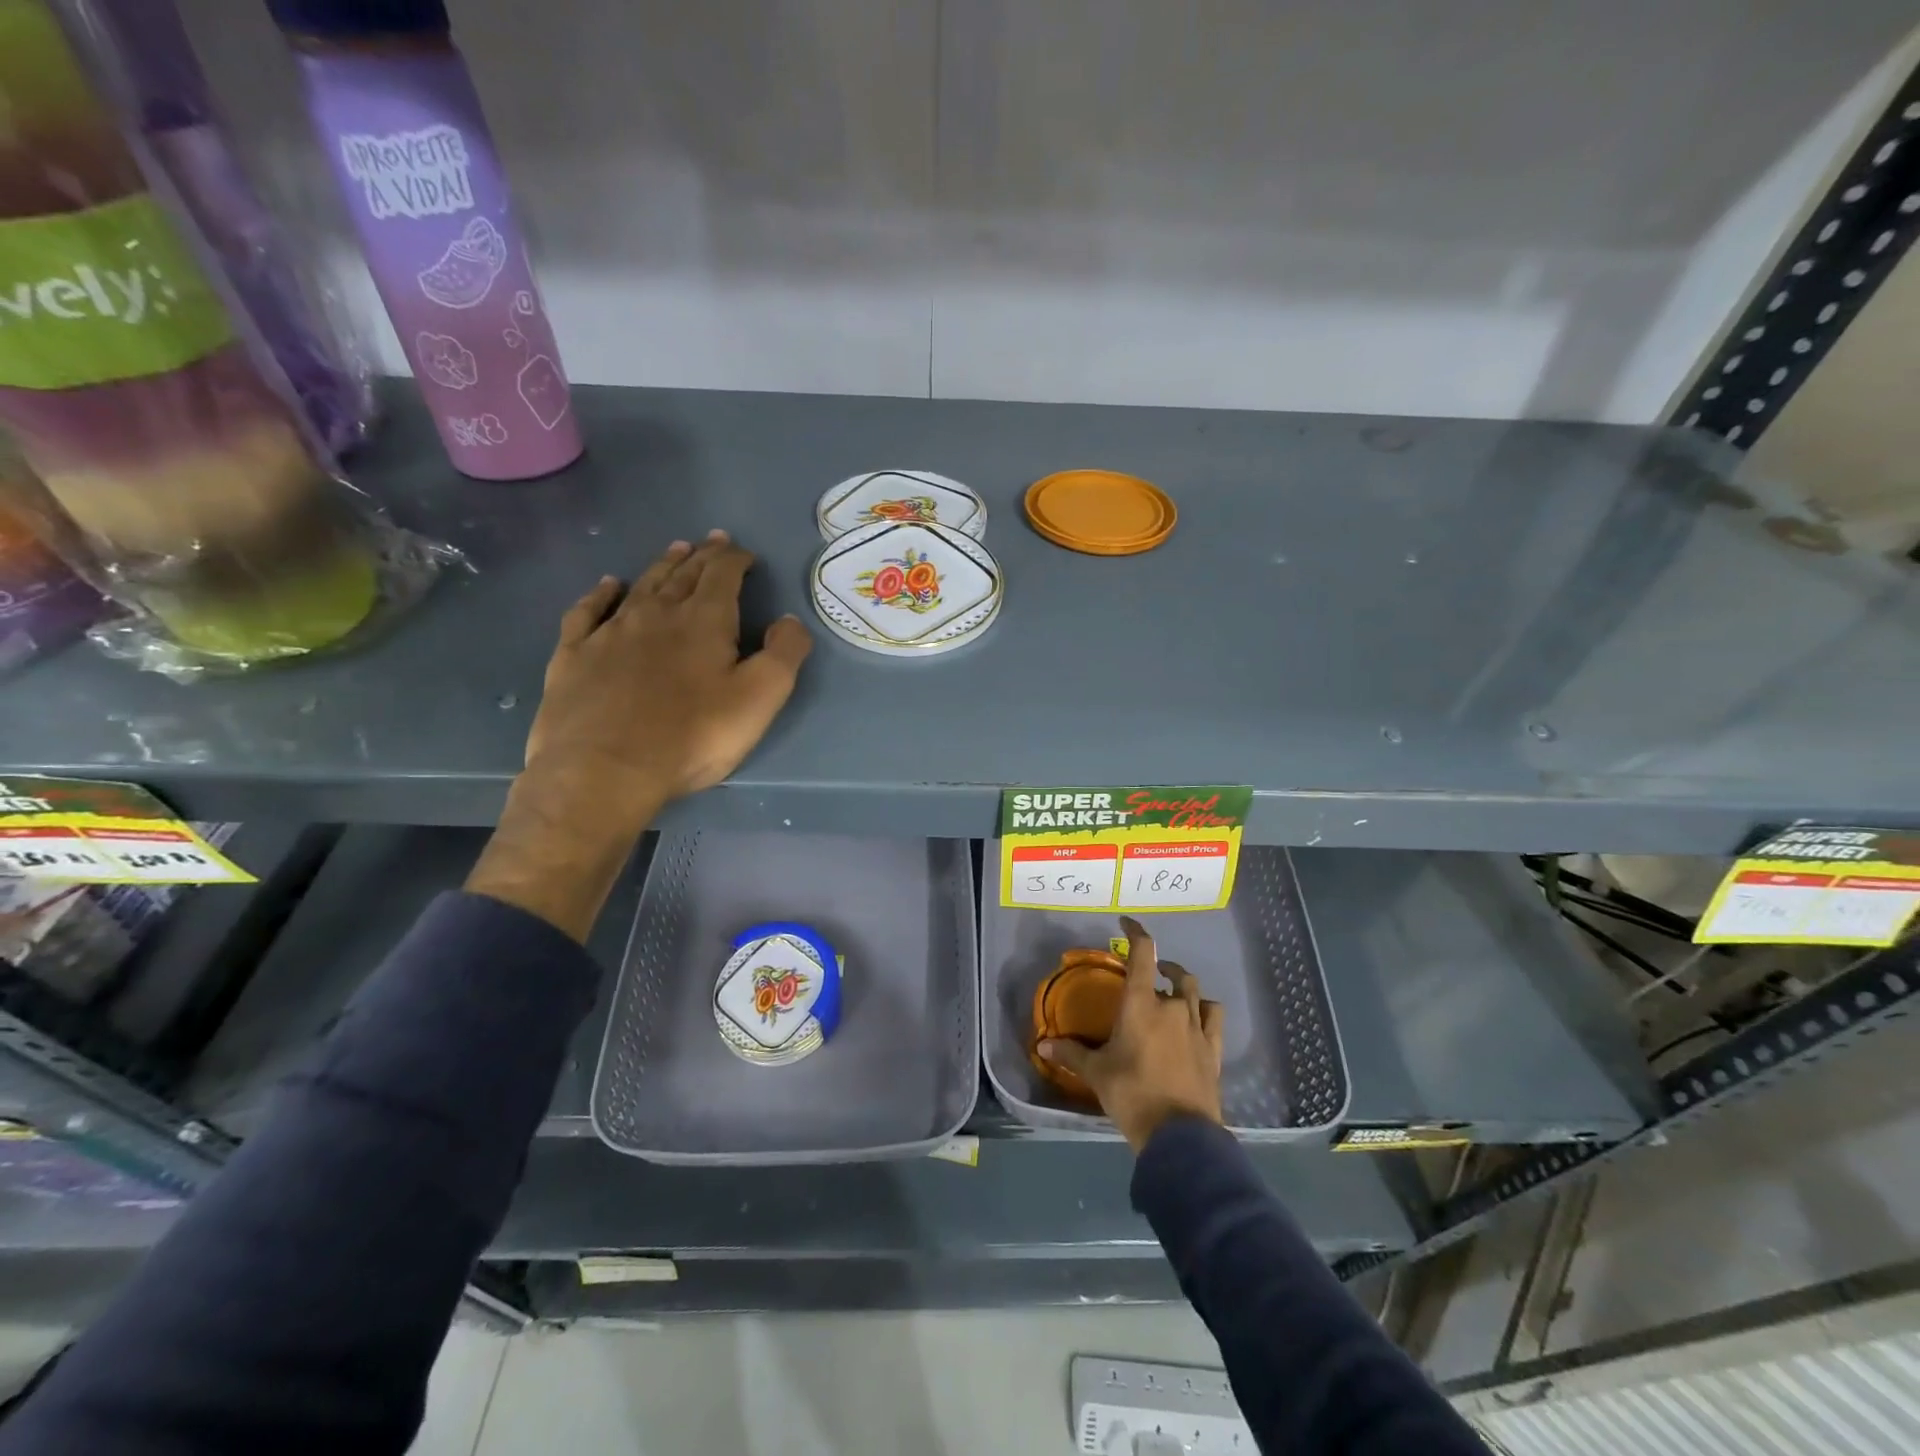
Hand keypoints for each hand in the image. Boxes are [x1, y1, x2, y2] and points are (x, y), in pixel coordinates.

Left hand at [467, 532, 812, 940]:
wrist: (604, 770)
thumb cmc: (692, 736)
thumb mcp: (760, 699)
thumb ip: (783, 654)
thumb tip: (789, 619)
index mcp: (703, 621)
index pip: (722, 575)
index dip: (735, 560)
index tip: (745, 554)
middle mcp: (656, 614)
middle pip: (682, 574)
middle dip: (702, 556)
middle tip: (712, 542)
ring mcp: (609, 632)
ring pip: (641, 586)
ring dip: (662, 566)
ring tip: (675, 552)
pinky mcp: (574, 655)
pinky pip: (588, 611)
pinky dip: (601, 594)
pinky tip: (609, 586)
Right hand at [1039, 917, 1224, 1151]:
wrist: (1179, 1134)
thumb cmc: (1131, 1093)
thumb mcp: (1096, 1073)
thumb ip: (1071, 1053)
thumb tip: (1043, 1044)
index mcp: (1141, 1003)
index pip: (1143, 954)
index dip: (1136, 933)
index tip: (1127, 923)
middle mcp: (1172, 1006)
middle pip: (1172, 974)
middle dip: (1159, 970)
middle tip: (1148, 976)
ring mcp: (1197, 1027)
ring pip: (1195, 992)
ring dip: (1183, 987)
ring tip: (1173, 993)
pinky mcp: (1214, 1049)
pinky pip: (1213, 1017)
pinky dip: (1204, 1010)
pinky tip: (1198, 1018)